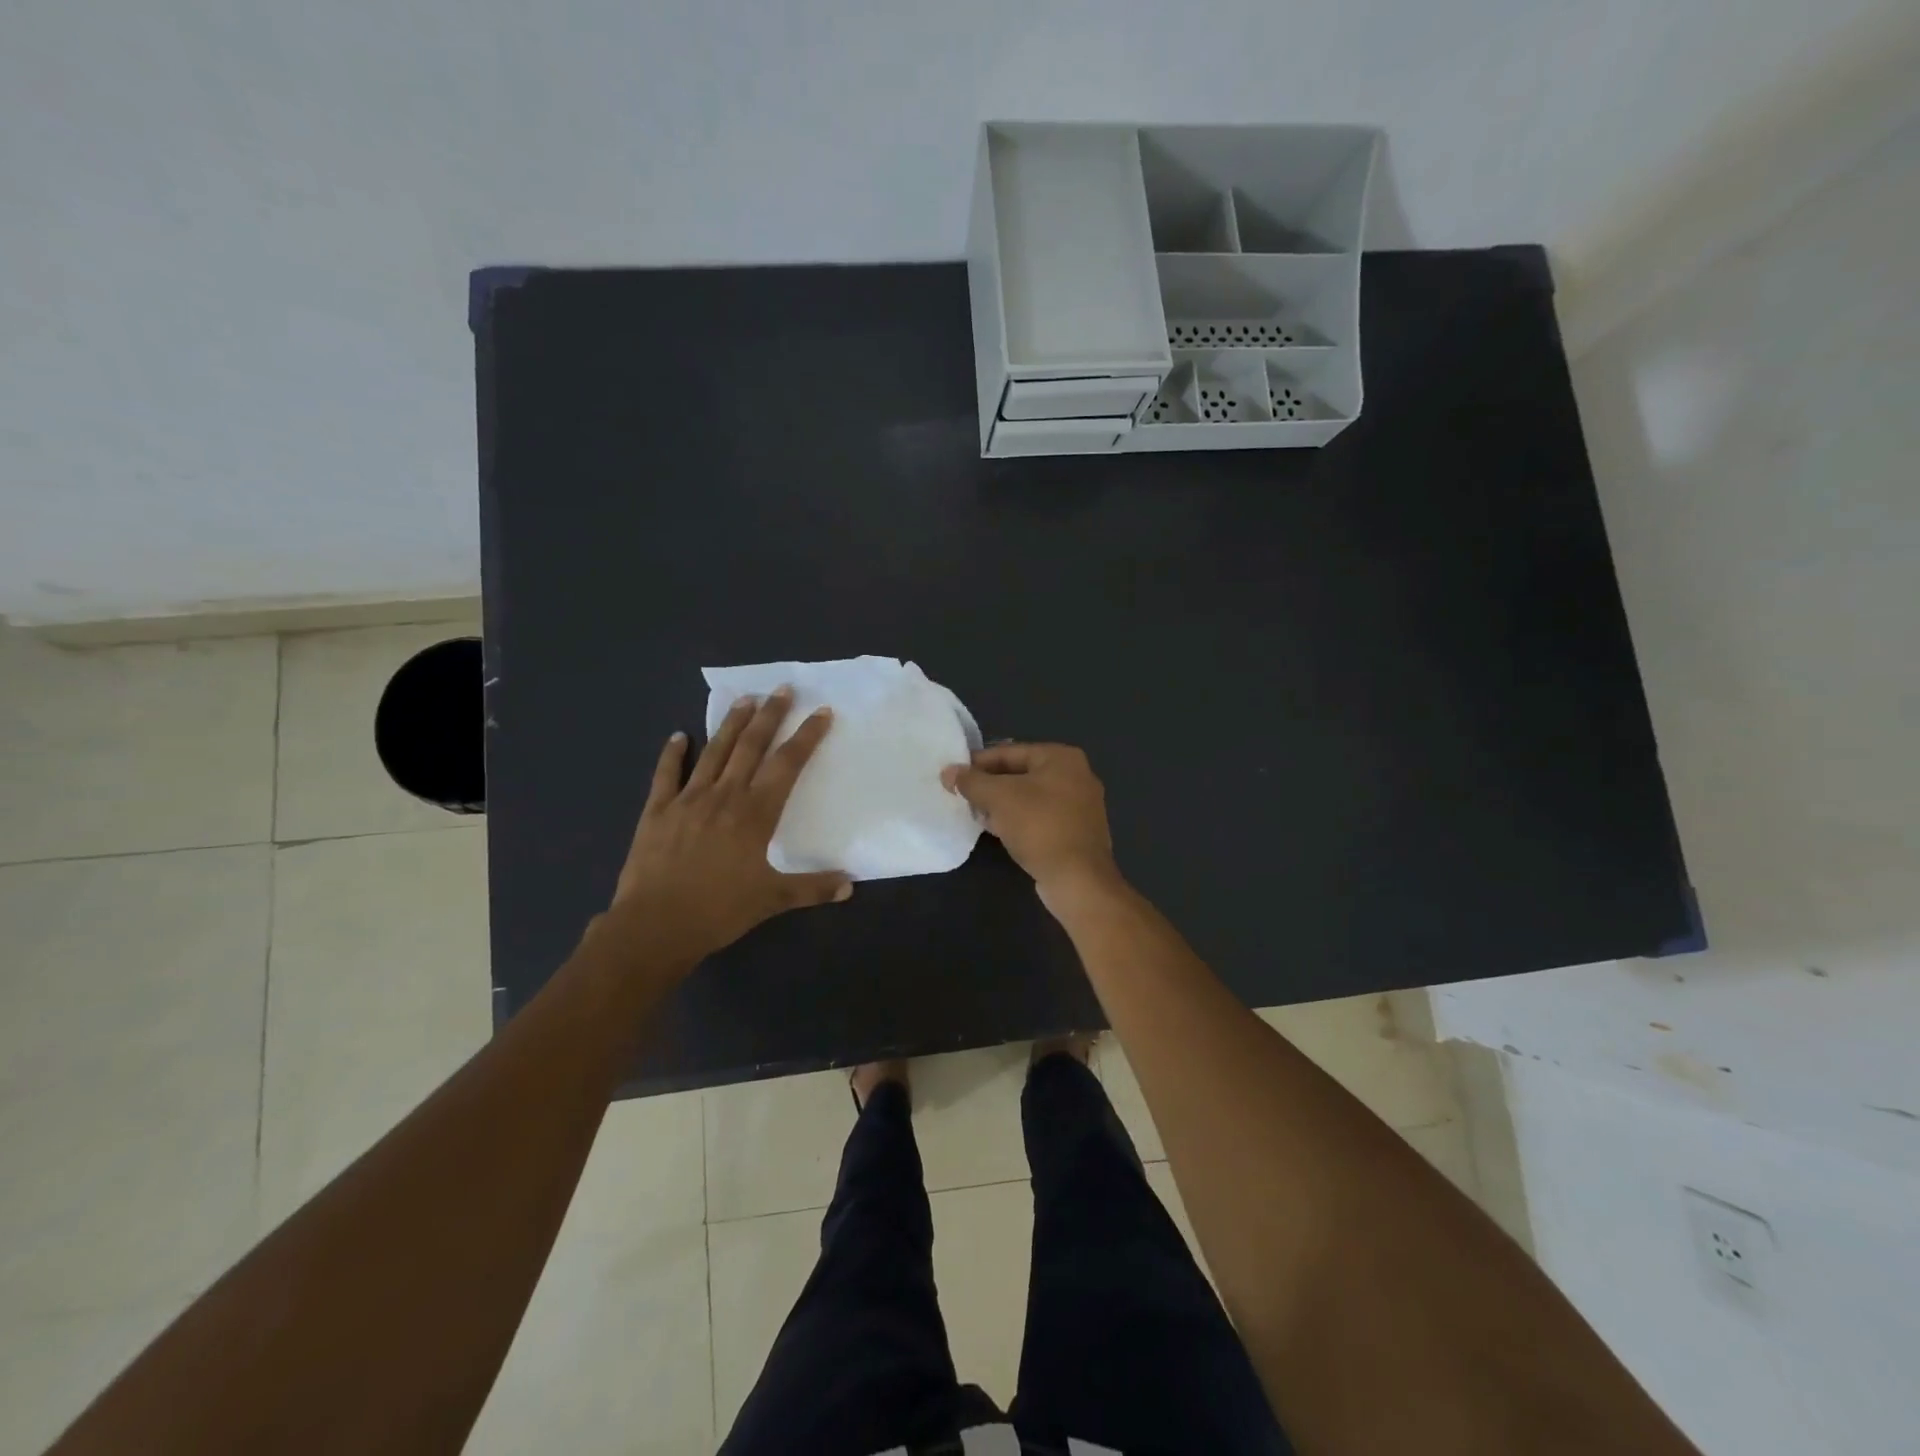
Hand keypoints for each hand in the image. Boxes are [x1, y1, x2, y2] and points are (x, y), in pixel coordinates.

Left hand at [604, 688, 851, 966]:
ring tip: (744, 700)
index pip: (787, 765)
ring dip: (731, 724)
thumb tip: (850, 885)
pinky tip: (678, 736)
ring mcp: (688, 799)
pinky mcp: (658, 811)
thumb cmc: (719, 911)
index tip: (820, 712)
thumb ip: (812, 888)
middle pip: (751, 746)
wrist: (655, 926)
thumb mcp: (772, 900)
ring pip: (714, 752)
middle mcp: (724, 796)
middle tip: (782, 689)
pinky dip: (672, 753)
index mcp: (755, 814)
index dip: (806, 737)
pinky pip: (667, 774)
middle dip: (770, 715)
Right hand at [942, 743, 1119, 901]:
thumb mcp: (998, 797)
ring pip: (1030, 797)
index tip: (953, 775)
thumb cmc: (1039, 826)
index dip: (978, 762)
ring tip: (974, 813)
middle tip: (962, 795)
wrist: (1077, 879)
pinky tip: (997, 830)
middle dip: (990, 785)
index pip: (1010, 752)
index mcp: (1062, 757)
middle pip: (1021, 773)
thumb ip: (971, 781)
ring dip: (1002, 804)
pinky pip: (1040, 817)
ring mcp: (1080, 805)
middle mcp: (1076, 775)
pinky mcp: (1076, 832)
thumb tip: (948, 771)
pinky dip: (1018, 820)